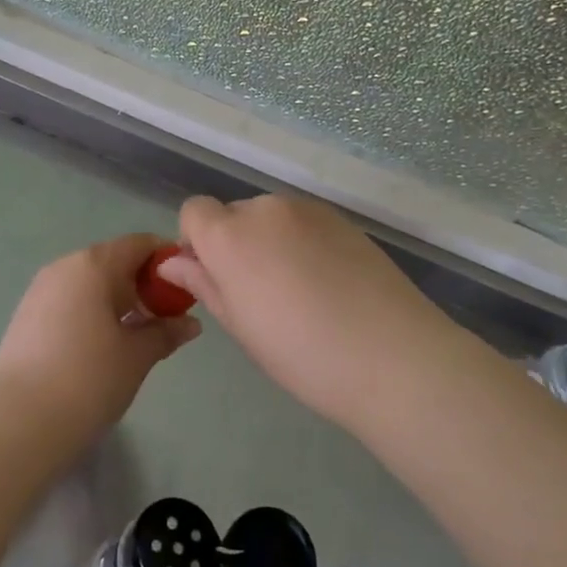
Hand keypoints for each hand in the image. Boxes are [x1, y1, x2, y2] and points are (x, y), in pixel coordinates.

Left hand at [0, 233, 200, 451]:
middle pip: (114, 262)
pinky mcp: (27, 316)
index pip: (140, 244)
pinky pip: (71, 301)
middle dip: (144, 286)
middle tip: (167, 320)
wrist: (16, 423)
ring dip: (118, 302)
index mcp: (94, 264)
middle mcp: (65, 266)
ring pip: (91, 284)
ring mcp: (41, 290)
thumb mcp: (137, 356)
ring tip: (137, 338)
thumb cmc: (87, 379)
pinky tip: (104, 348)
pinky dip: (93, 314)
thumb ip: (166, 332)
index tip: (186, 289)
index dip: (167, 262)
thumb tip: (191, 323)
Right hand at [156, 194, 452, 430]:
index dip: (196, 242)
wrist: (393, 357)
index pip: (194, 211)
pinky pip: (305, 224)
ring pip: (271, 219)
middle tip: (260, 295)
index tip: (215, 279)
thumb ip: (204, 284)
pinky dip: (304, 244)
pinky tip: (330, 285)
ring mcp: (309, 210)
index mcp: (231, 235)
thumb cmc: (302, 354)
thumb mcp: (241, 326)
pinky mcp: (343, 219)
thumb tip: (173, 262)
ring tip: (301, 293)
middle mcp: (266, 209)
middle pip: (234, 214)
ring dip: (271, 243)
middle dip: (235, 244)